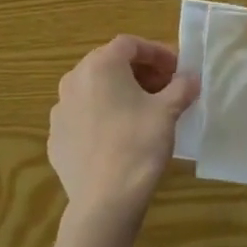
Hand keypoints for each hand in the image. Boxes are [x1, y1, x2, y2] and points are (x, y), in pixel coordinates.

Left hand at [48, 36, 198, 224]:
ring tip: (142, 112)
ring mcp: (59, 110)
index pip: (130, 44)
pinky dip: (102, 117)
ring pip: (94, 90)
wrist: (104, 201)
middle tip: (164, 89)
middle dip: (139, 72)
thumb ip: (181, 87)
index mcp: (100, 65)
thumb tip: (191, 78)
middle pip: (109, 64)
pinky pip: (83, 116)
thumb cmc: (138, 145)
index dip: (157, 53)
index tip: (176, 70)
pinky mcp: (55, 137)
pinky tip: (119, 137)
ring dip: (119, 93)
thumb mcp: (168, 112)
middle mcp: (73, 79)